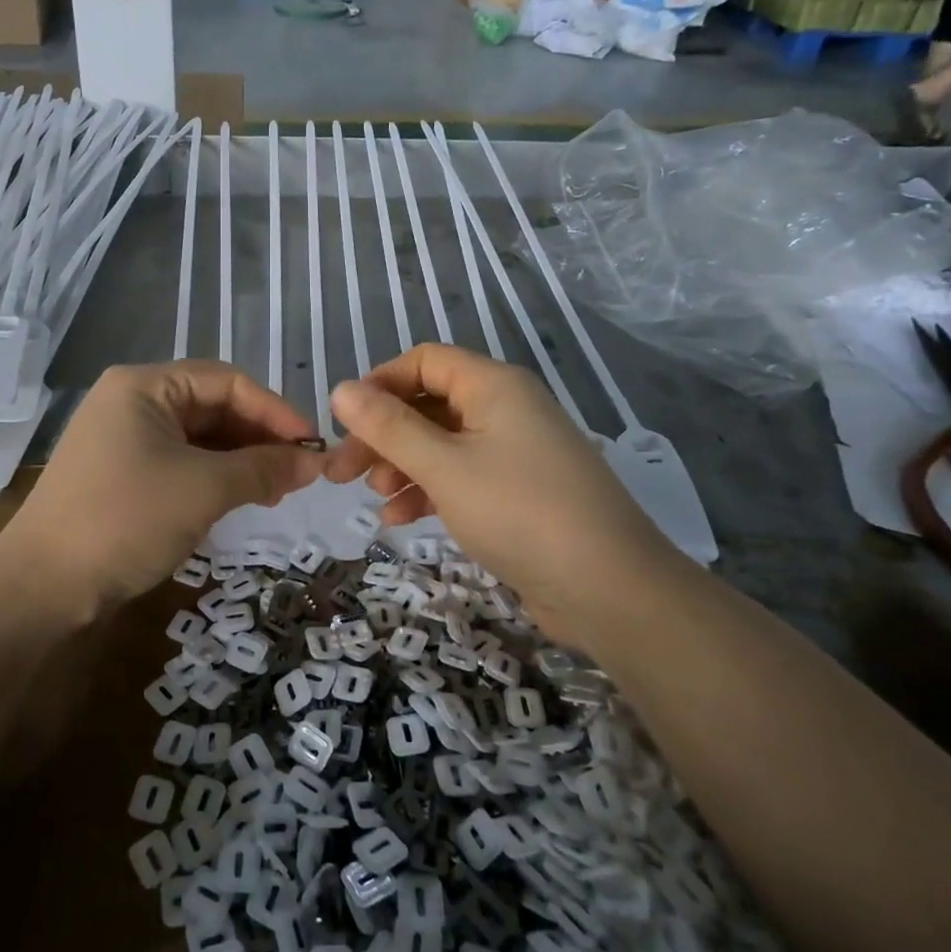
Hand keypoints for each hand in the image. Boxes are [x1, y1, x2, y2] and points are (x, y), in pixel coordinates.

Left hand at [0, 361, 324, 614]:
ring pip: (197, 436)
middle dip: (258, 436)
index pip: (227, 381)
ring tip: (276, 490)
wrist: (41, 588)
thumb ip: (263, 469)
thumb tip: (315, 462)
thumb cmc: (125, 520)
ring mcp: (122, 437)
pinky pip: (178, 460)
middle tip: (297, 473)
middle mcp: (131, 400)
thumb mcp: (203, 489)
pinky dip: (212, 476)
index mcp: (144, 385)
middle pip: (212, 405)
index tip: (312, 446)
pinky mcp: (119, 472)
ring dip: (239, 458)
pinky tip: (239, 498)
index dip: (275, 410)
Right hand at [324, 344, 671, 598]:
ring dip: (401, 464)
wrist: (610, 590)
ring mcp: (513, 452)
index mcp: (493, 386)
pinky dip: (428, 490)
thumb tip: (340, 389)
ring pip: (440, 443)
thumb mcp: (443, 466)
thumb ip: (389, 427)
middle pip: (427, 404)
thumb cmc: (520, 512)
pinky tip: (399, 518)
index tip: (345, 422)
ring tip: (372, 496)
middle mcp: (505, 409)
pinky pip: (460, 476)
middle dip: (382, 435)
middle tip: (342, 471)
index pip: (424, 361)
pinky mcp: (517, 492)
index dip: (379, 384)